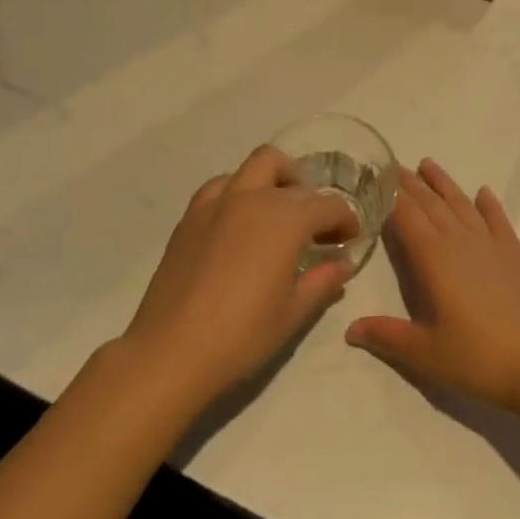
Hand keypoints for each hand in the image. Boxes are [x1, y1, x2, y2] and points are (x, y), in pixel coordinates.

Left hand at [120, 146, 356, 405]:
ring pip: (253, 166)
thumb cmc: (242, 335)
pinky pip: (220, 186)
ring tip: (275, 213)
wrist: (171, 352)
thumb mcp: (293, 313)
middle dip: (309, 194)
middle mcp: (254, 198)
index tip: (349, 240)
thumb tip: (342, 264)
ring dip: (273, 180)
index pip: (328, 205)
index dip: (344, 220)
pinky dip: (237, 192)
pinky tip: (237, 223)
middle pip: (290, 173)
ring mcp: (218, 203)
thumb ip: (323, 281)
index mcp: (286, 219)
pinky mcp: (190, 216)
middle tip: (313, 227)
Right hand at [346, 159, 519, 415]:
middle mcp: (458, 240)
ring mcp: (489, 243)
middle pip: (430, 203)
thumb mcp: (423, 352)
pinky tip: (483, 192)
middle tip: (393, 165)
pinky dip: (488, 204)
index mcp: (432, 257)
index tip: (375, 176)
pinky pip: (497, 219)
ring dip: (443, 183)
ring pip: (460, 203)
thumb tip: (350, 330)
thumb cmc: (475, 357)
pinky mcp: (513, 253)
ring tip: (427, 163)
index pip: (405, 216)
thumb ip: (385, 336)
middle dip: (410, 184)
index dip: (389, 195)